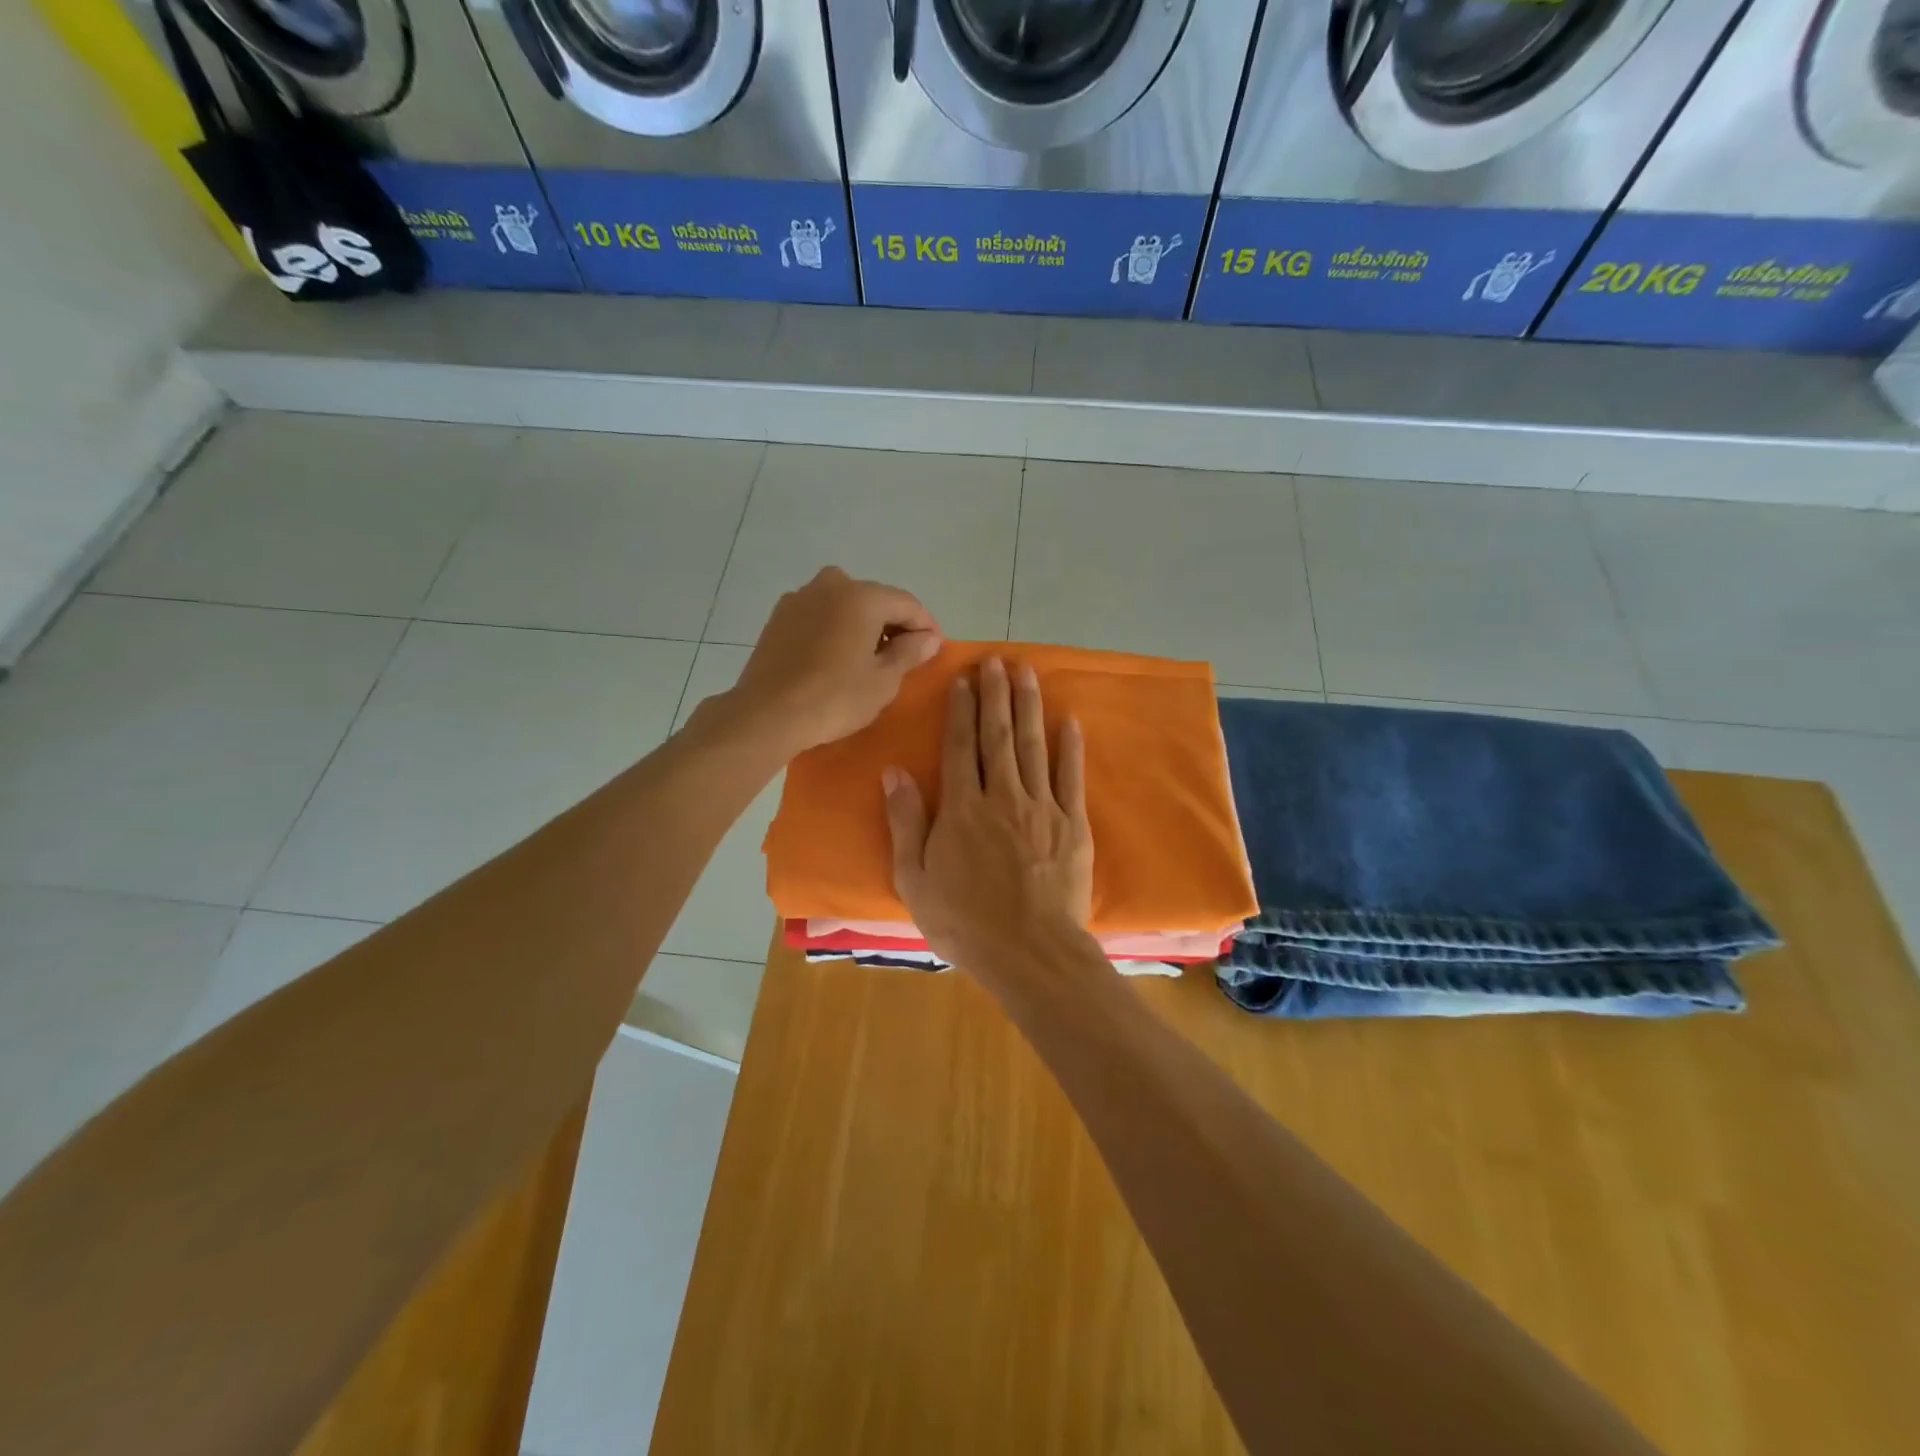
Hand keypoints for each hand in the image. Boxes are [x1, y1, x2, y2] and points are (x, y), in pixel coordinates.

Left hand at [722, 567, 941, 758]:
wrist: (766, 714)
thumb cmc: (835, 698)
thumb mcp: (883, 680)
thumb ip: (910, 652)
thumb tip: (929, 637)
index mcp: (862, 596)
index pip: (907, 604)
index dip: (926, 626)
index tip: (935, 649)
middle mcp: (831, 585)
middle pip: (875, 599)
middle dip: (894, 624)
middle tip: (905, 656)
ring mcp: (800, 598)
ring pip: (845, 605)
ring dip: (863, 625)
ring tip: (870, 658)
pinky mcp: (779, 618)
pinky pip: (820, 616)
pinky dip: (836, 629)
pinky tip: (837, 658)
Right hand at [883, 657, 1093, 978]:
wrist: (1030, 952)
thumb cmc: (965, 922)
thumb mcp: (915, 879)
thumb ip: (905, 822)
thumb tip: (894, 772)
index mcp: (962, 808)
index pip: (960, 747)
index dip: (961, 710)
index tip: (964, 679)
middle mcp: (1002, 796)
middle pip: (997, 736)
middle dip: (996, 695)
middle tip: (997, 661)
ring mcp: (1041, 807)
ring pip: (1033, 746)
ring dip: (1029, 707)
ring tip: (1027, 673)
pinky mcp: (1072, 825)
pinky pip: (1070, 777)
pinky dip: (1070, 747)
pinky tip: (1069, 721)